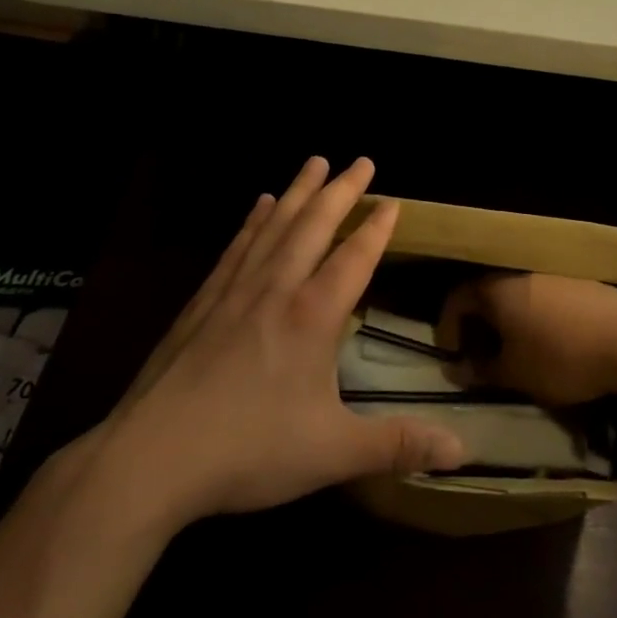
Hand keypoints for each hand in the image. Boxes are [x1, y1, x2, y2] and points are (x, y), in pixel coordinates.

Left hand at [100, 157, 465, 528]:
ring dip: (298, 191)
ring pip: (274, 226)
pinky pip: (237, 247)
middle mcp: (277, 289)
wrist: (153, 456)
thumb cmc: (249, 450)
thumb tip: (464, 451)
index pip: (354, 258)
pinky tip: (258, 205)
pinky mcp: (203, 302)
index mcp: (313, 317)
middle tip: (361, 161)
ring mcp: (235, 291)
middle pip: (314, 225)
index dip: (376, 228)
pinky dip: (253, 221)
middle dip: (341, 191)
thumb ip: (398, 445)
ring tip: (314, 163)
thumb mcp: (332, 453)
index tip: (392, 200)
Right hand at [438, 273, 616, 407]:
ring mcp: (555, 276)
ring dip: (511, 323)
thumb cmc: (562, 357)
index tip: (451, 355)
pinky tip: (553, 345)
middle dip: (480, 326)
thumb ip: (482, 371)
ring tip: (518, 354)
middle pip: (489, 295)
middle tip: (482, 357)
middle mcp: (522, 275)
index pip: (457, 298)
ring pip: (520, 297)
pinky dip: (539, 320)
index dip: (447, 327)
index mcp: (497, 290)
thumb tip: (457, 370)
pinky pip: (547, 300)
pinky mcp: (583, 285)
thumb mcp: (516, 374)